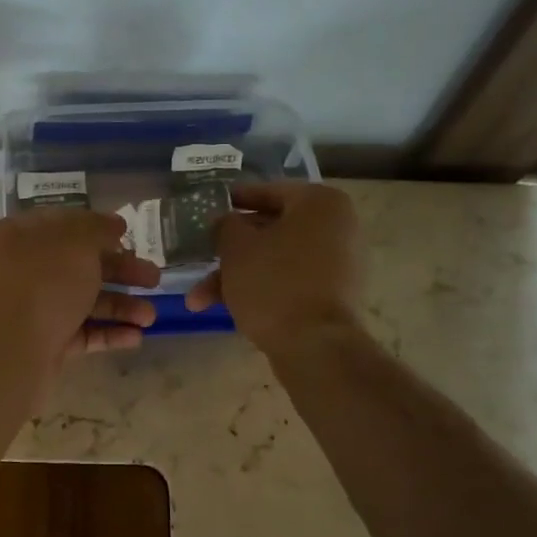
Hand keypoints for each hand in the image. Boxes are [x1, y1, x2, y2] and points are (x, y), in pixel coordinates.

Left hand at [0, 209, 161, 365]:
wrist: (11, 352)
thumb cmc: (44, 284)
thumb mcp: (76, 242)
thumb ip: (98, 228)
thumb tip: (114, 224)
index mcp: (21, 236)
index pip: (64, 224)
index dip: (98, 227)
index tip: (129, 235)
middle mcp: (24, 269)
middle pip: (79, 265)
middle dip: (120, 271)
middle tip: (154, 279)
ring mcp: (33, 308)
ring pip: (84, 301)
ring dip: (120, 306)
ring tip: (150, 317)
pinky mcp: (44, 342)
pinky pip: (81, 332)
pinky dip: (108, 332)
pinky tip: (135, 336)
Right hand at [184, 182, 360, 354]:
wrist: (314, 345)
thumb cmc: (273, 283)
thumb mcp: (236, 247)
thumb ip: (226, 226)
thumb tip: (227, 222)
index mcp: (320, 203)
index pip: (269, 191)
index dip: (235, 200)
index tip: (211, 208)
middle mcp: (337, 227)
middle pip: (270, 231)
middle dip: (228, 252)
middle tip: (200, 259)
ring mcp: (338, 264)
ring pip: (275, 261)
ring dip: (236, 277)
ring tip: (198, 301)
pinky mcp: (332, 295)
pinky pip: (289, 281)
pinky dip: (260, 290)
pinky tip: (227, 309)